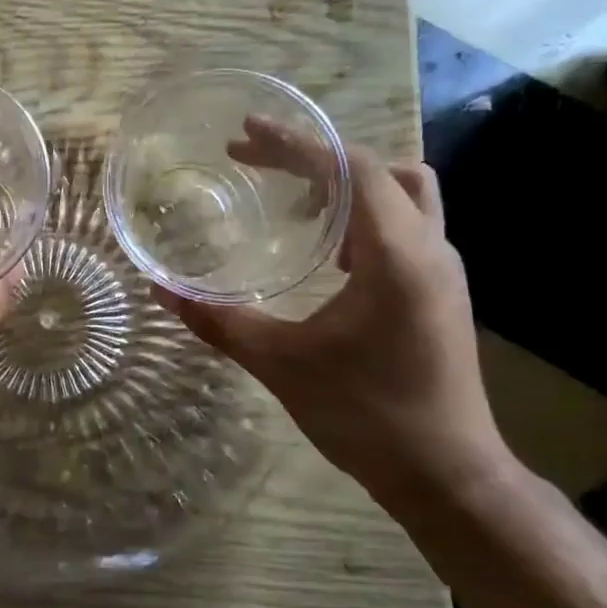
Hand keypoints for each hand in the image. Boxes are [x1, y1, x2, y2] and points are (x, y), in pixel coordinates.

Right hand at [158, 136, 507, 499]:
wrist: (446, 475)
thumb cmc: (365, 415)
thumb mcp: (280, 364)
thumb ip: (218, 321)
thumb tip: (161, 290)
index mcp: (396, 255)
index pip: (351, 168)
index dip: (295, 143)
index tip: (246, 133)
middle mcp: (429, 249)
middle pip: (378, 169)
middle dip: (315, 157)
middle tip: (257, 162)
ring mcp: (442, 270)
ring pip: (403, 194)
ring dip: (347, 185)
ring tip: (293, 206)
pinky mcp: (441, 292)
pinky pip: (405, 226)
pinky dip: (364, 218)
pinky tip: (328, 257)